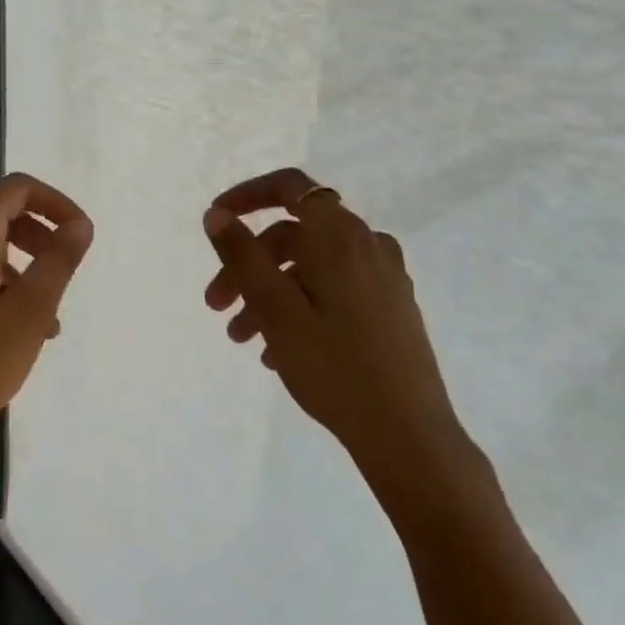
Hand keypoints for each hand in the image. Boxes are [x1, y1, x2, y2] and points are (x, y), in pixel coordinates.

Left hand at [0, 173, 93, 453]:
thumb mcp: (31, 311)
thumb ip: (59, 260)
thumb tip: (79, 224)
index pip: (17, 189)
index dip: (55, 203)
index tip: (79, 234)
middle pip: (1, 216)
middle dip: (40, 237)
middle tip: (64, 271)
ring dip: (23, 269)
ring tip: (49, 319)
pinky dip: (0, 286)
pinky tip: (18, 331)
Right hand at [202, 168, 483, 516]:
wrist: (409, 436)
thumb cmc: (336, 368)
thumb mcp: (276, 310)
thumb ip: (242, 256)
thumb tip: (217, 215)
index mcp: (341, 238)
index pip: (291, 187)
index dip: (249, 196)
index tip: (217, 220)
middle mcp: (366, 247)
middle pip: (294, 236)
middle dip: (248, 264)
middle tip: (215, 305)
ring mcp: (383, 279)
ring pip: (310, 268)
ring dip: (269, 292)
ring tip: (241, 337)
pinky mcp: (390, 309)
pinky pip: (333, 291)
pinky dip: (299, 306)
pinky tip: (277, 350)